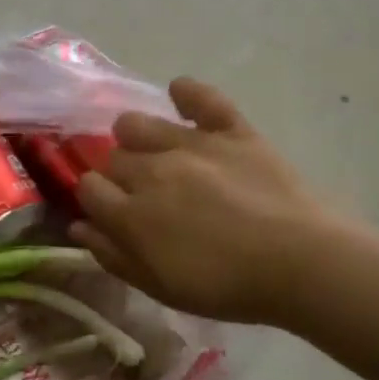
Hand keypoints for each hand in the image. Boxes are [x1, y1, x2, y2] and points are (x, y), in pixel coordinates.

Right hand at [72, 79, 328, 325]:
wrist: (300, 264)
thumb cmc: (226, 287)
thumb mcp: (159, 287)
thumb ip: (113, 256)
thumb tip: (78, 227)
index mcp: (131, 213)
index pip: (88, 189)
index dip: (95, 199)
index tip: (111, 212)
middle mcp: (152, 170)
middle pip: (113, 158)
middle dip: (118, 174)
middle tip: (142, 194)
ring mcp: (192, 145)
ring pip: (139, 124)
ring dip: (135, 136)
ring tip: (154, 152)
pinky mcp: (232, 131)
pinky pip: (202, 98)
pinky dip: (188, 92)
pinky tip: (179, 94)